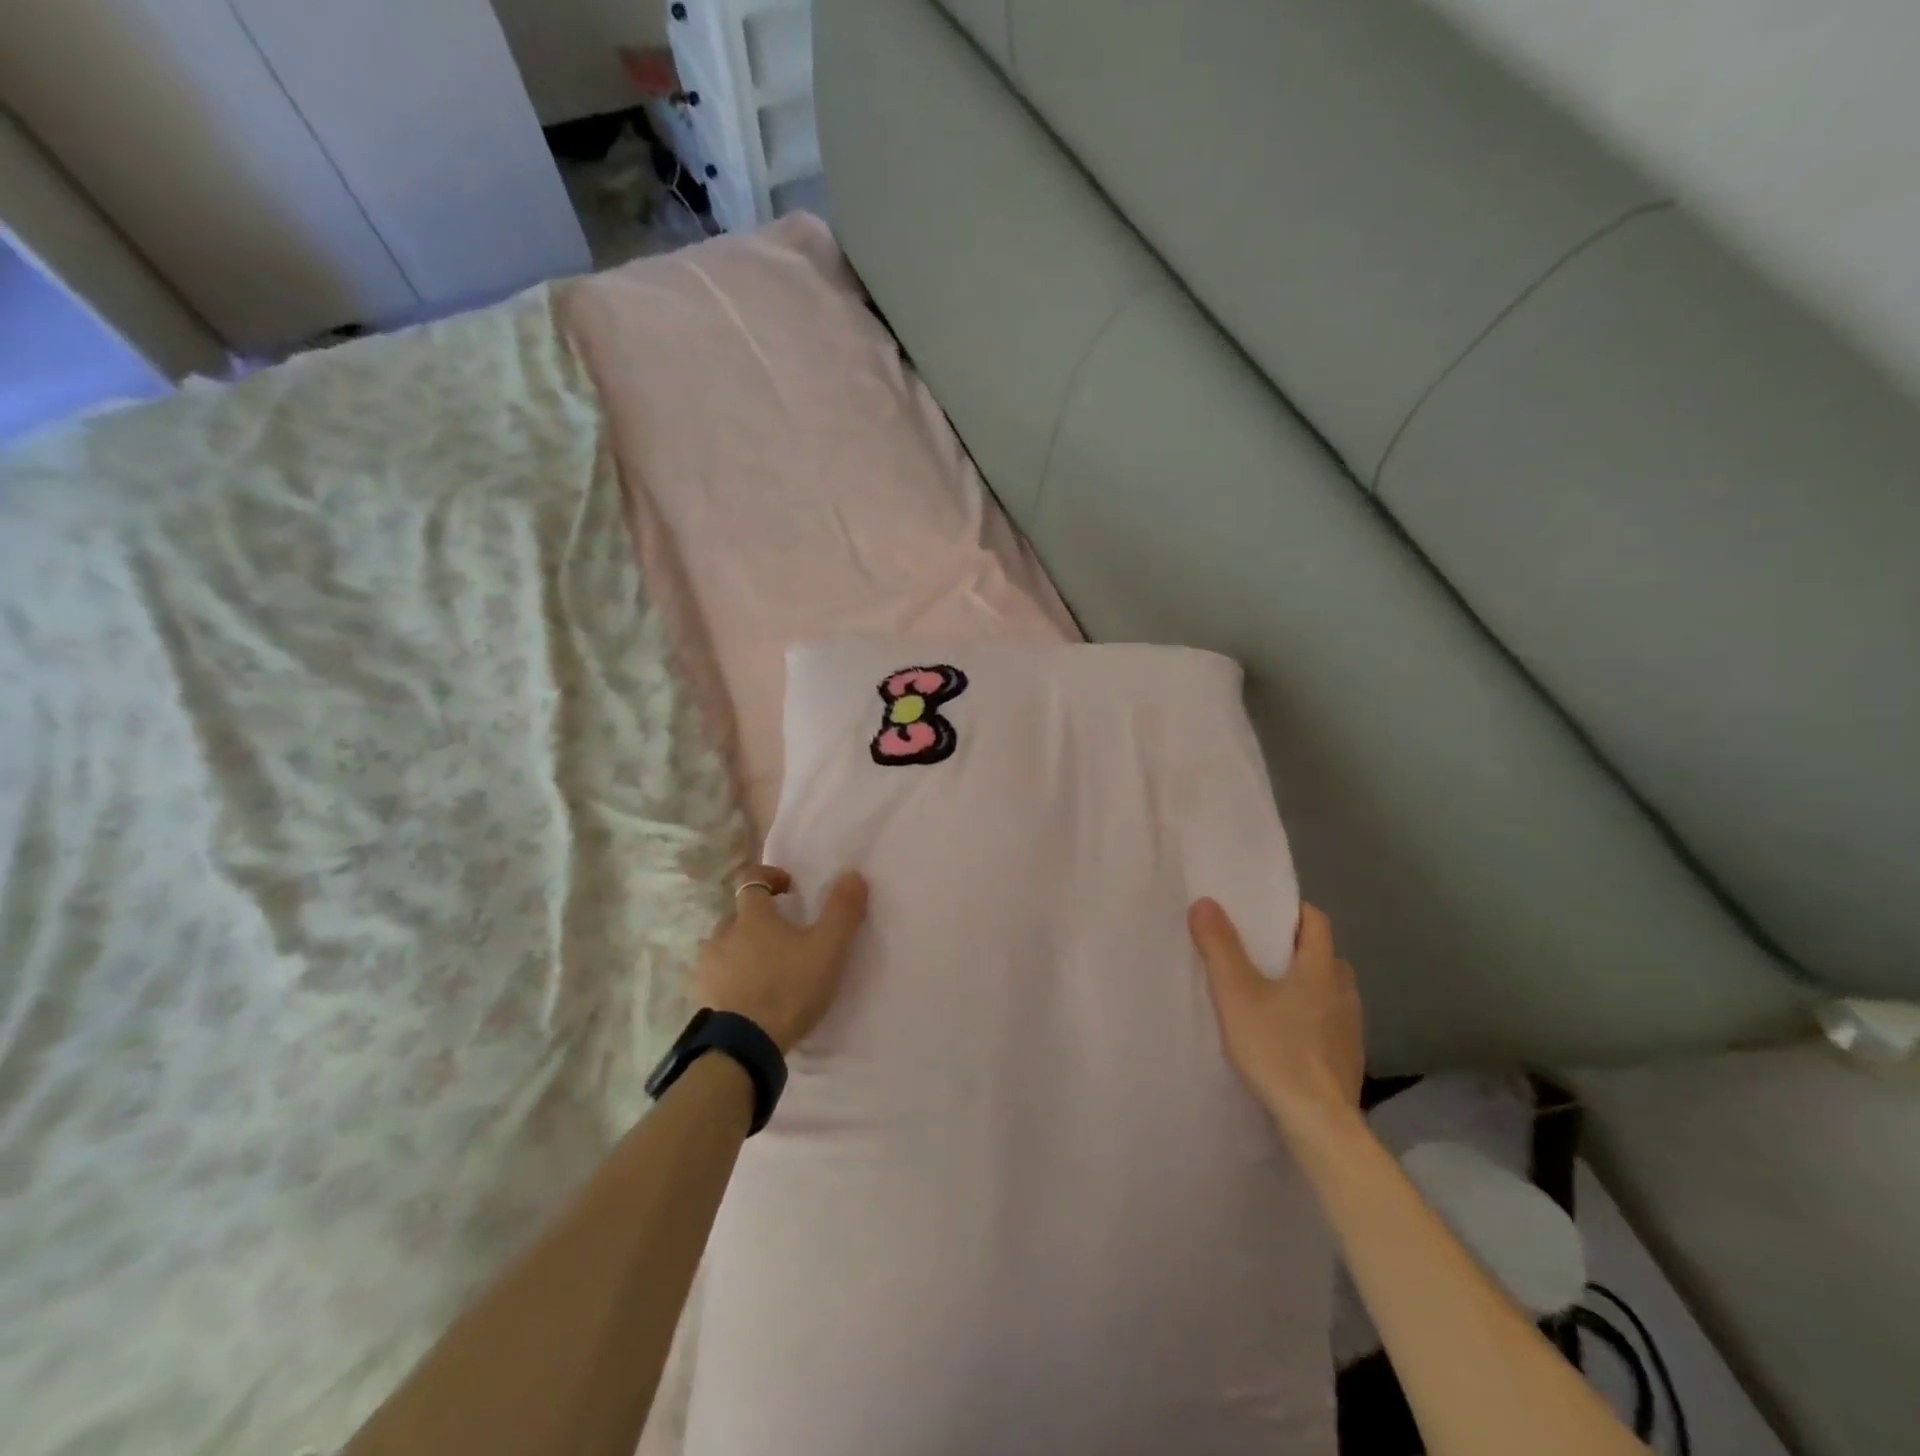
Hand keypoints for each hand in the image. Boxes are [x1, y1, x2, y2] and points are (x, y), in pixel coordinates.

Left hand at [693, 864, 869, 1052]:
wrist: (743, 1047)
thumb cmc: (788, 989)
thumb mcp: (827, 949)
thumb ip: (842, 911)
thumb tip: (853, 875)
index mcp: (752, 916)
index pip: (750, 878)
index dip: (769, 876)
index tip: (788, 888)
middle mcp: (722, 933)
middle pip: (738, 914)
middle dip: (758, 919)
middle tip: (784, 938)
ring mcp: (707, 966)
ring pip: (724, 945)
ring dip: (741, 949)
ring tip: (766, 969)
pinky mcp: (701, 996)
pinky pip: (716, 976)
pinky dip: (730, 978)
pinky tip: (749, 996)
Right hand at [1188, 898, 1363, 1137]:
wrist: (1318, 1123)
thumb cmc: (1277, 1048)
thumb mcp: (1235, 993)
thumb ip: (1219, 946)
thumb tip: (1205, 902)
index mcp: (1321, 967)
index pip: (1315, 920)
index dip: (1291, 910)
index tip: (1261, 912)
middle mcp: (1343, 990)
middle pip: (1321, 953)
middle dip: (1292, 946)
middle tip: (1255, 950)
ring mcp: (1350, 1026)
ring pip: (1326, 988)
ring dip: (1301, 982)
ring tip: (1266, 991)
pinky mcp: (1347, 1056)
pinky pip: (1327, 1019)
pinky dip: (1307, 1014)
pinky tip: (1283, 1033)